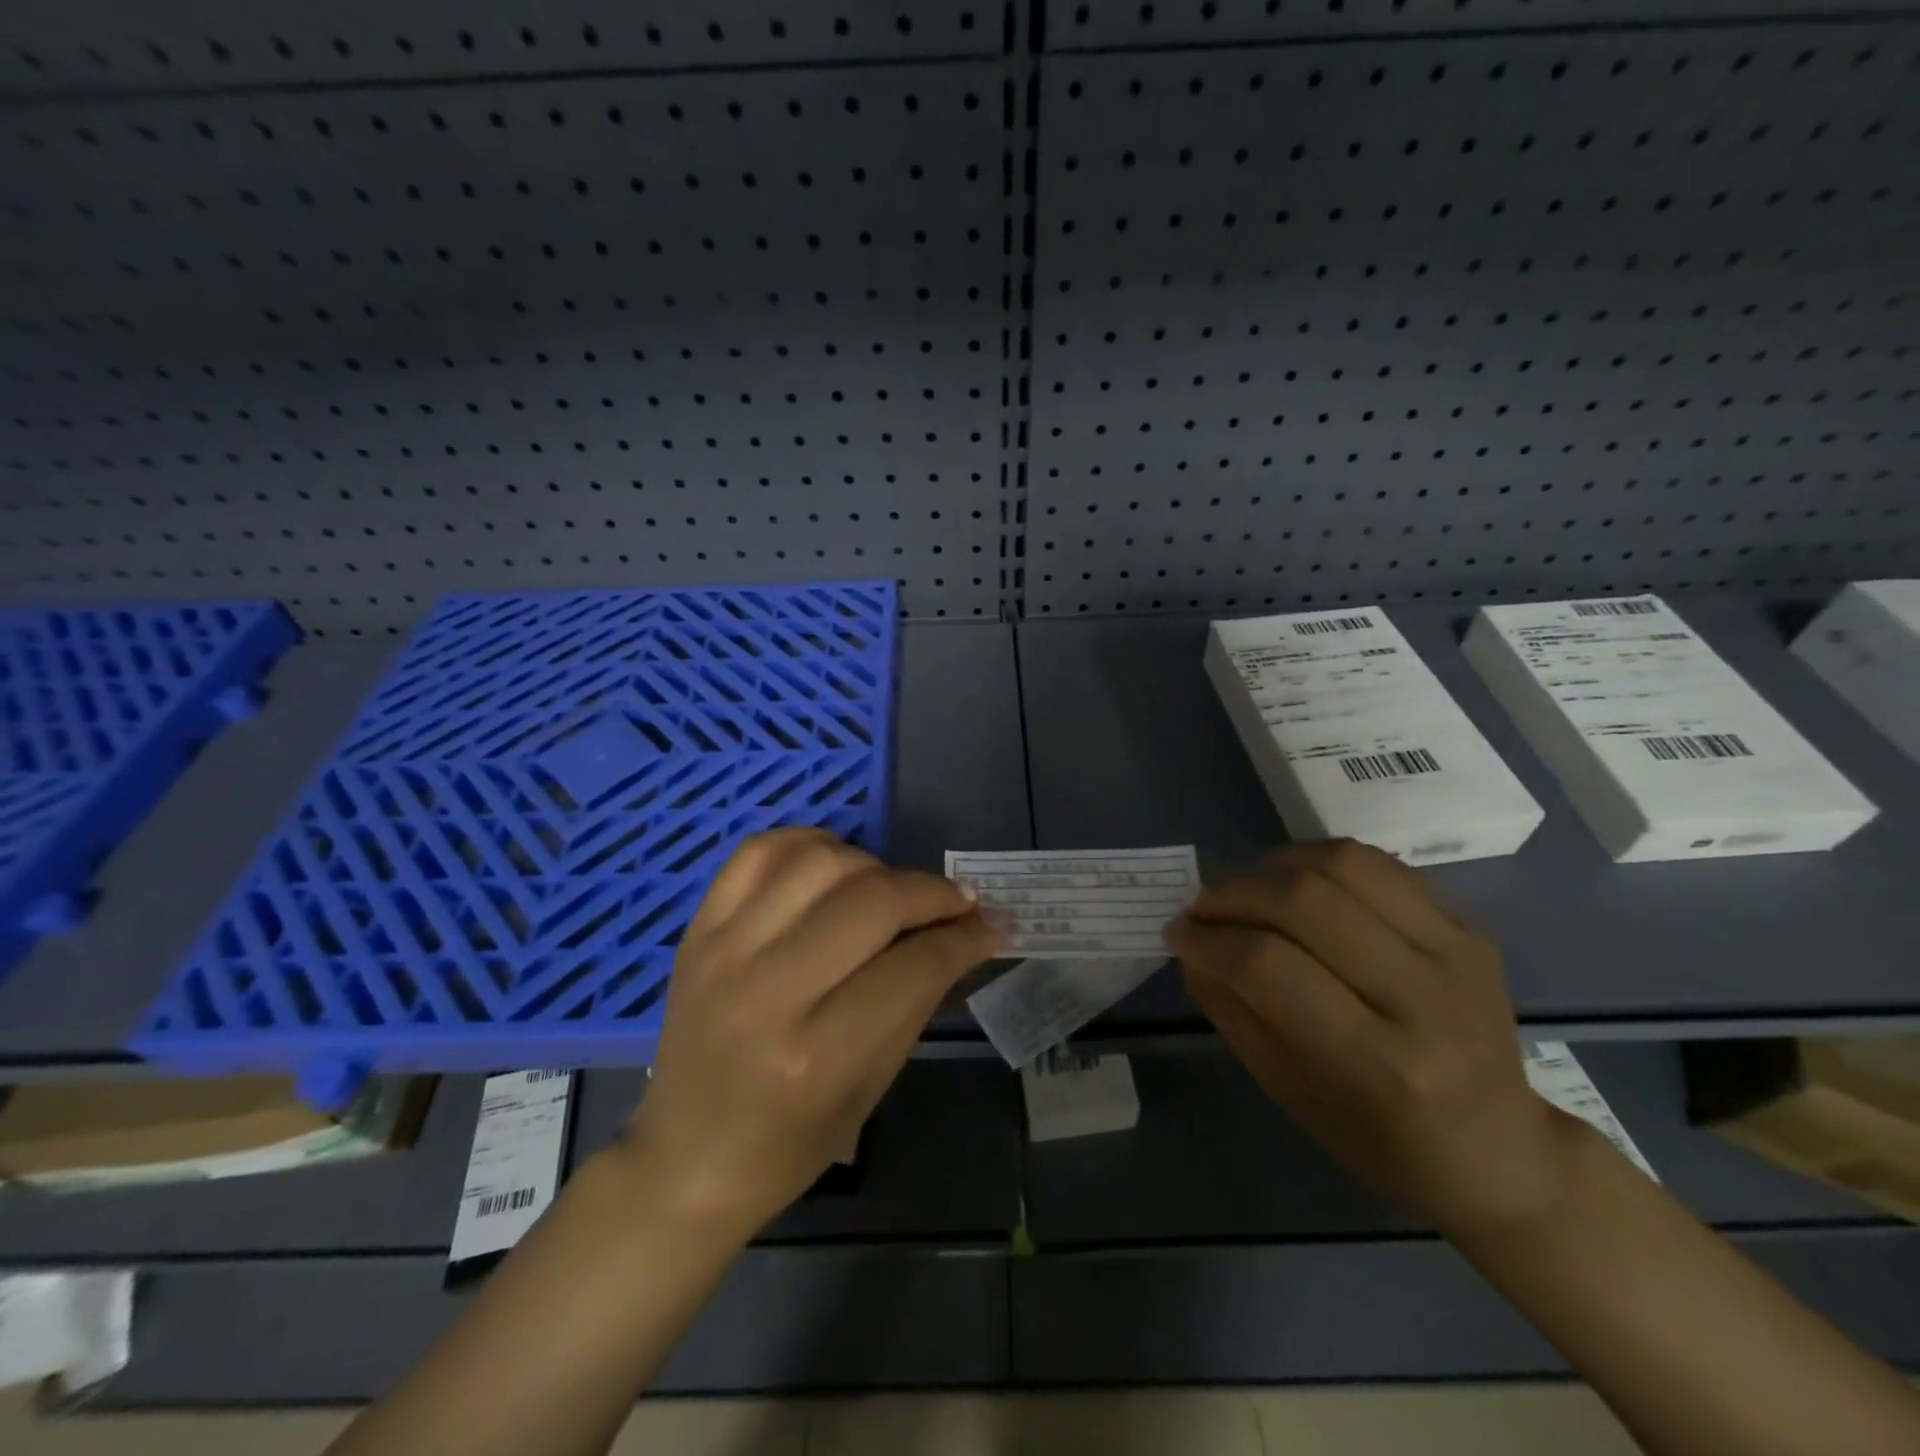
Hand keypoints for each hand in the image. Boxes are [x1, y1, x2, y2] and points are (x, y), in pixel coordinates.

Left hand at [620, 828, 1003, 1236]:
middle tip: (957, 903)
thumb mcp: (873, 1084)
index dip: (968, 938)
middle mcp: (768, 990)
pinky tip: (833, 866)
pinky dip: (809, 844)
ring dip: (875, 866)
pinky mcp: (699, 928)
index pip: (915, 965)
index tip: (994, 924)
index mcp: (818, 1054)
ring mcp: (725, 950)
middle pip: (873, 901)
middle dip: (932, 893)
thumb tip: (970, 934)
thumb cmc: (791, 1141)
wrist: (687, 1155)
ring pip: (821, 861)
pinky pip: (760, 851)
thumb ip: (920, 998)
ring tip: (890, 891)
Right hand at [1168, 840, 1579, 1237]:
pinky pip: (1377, 863)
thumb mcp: (1287, 1091)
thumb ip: (1232, 1009)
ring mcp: (1456, 952)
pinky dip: (1317, 861)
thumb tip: (1190, 944)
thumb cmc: (1379, 1139)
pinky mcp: (1469, 925)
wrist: (1500, 1149)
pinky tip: (1294, 883)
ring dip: (1272, 866)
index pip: (1270, 967)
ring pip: (1342, 865)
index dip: (1209, 940)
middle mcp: (1423, 997)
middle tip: (1202, 908)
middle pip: (1305, 902)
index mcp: (1377, 1062)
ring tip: (1246, 890)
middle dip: (1232, 894)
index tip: (1178, 934)